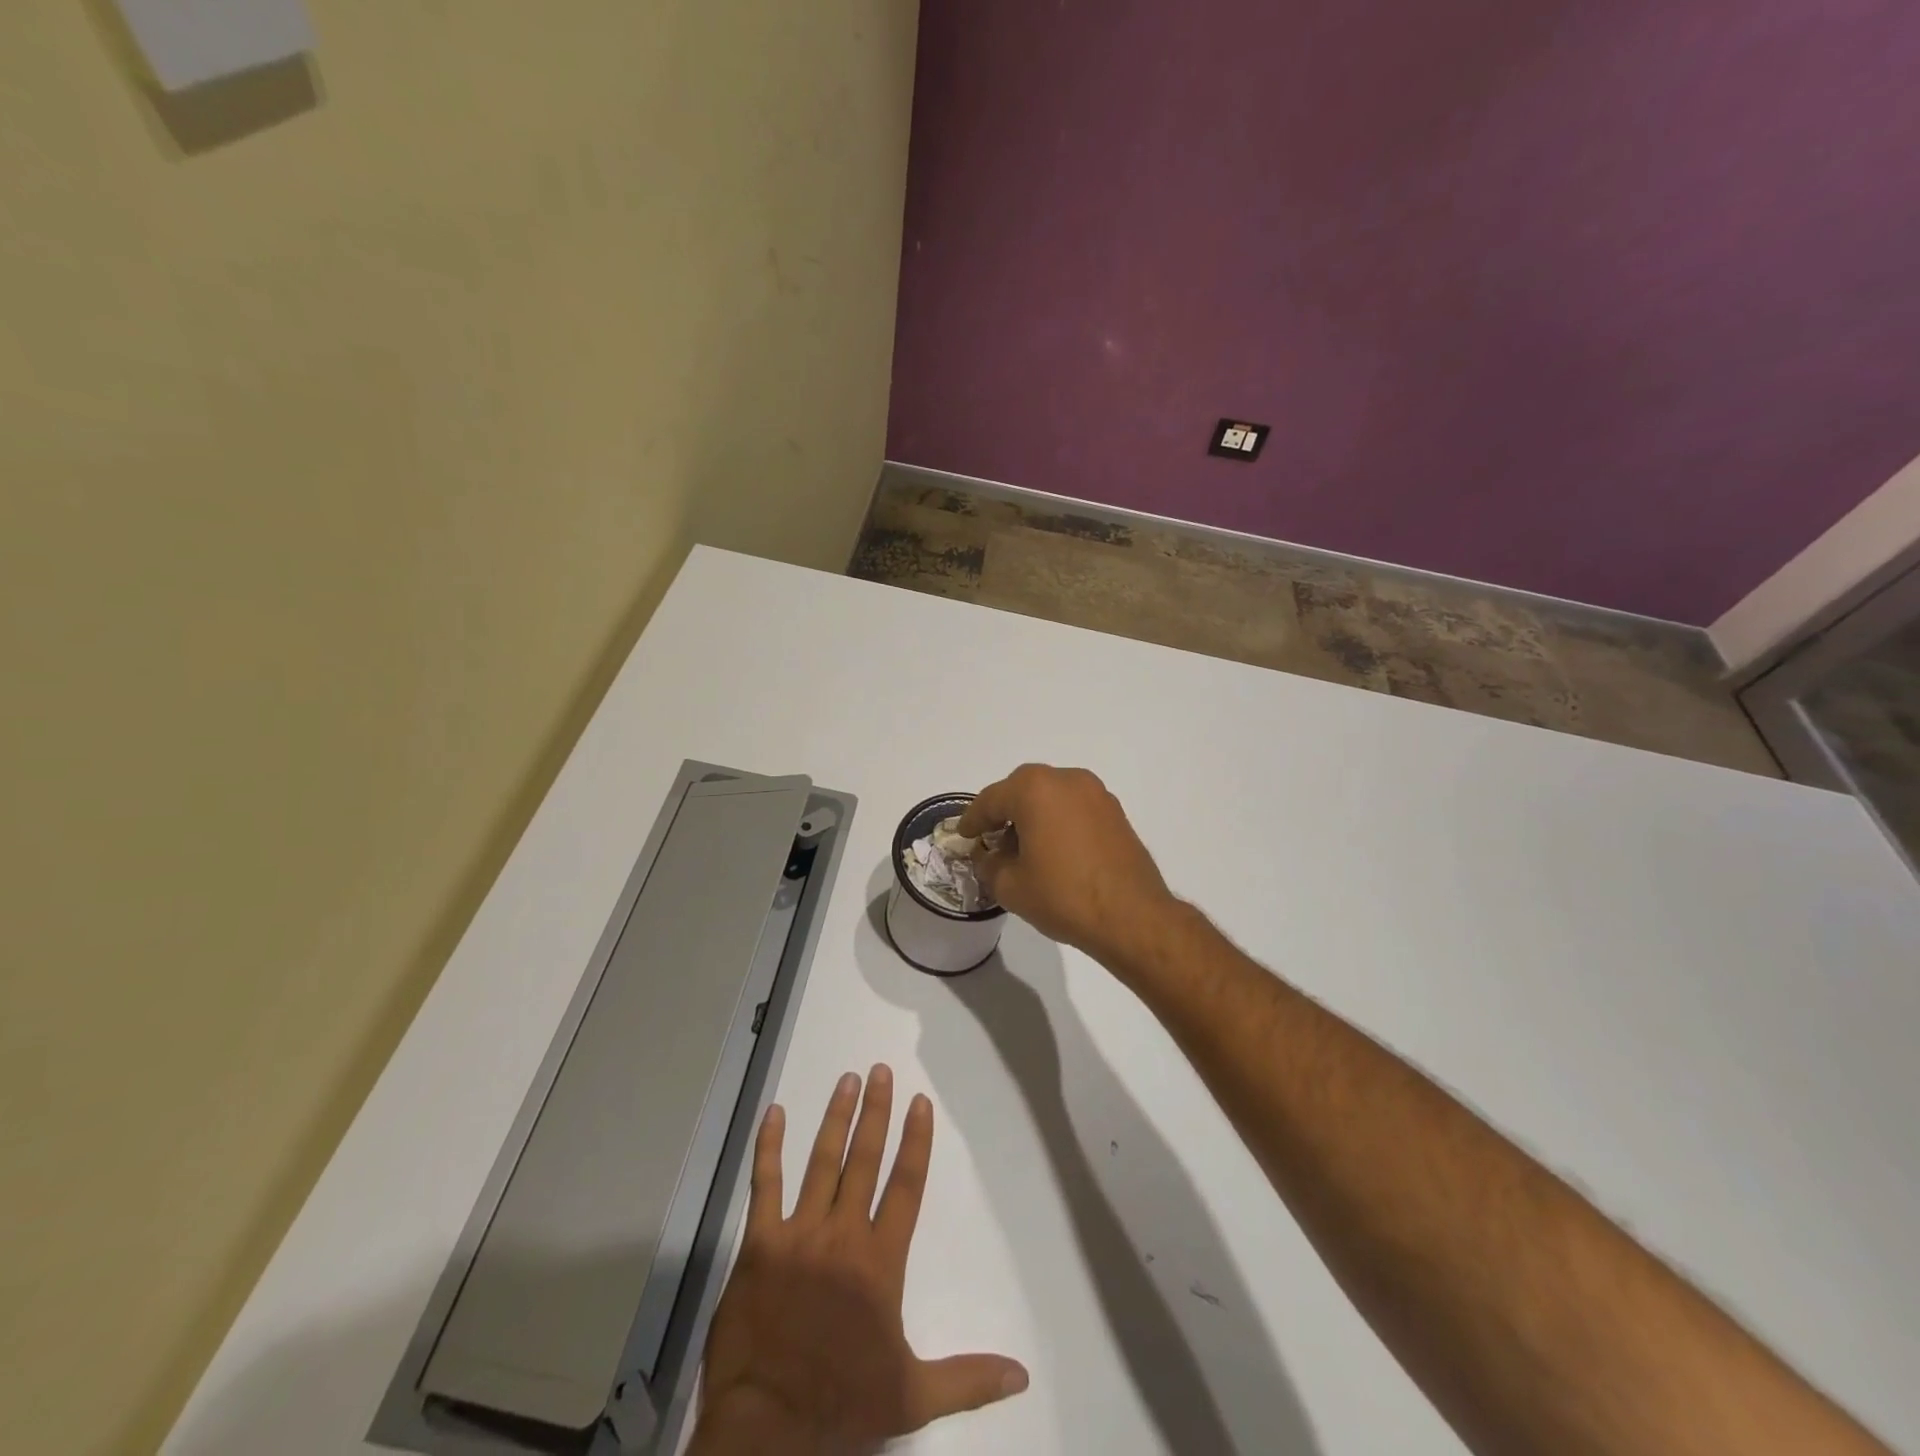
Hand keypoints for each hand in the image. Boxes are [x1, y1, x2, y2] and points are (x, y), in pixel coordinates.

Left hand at [691, 1066, 1028, 1455]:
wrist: (765, 1429)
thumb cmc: (840, 1406)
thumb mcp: (911, 1396)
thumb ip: (967, 1378)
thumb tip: (1022, 1374)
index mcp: (880, 1262)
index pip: (906, 1186)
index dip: (915, 1141)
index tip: (919, 1102)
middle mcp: (843, 1235)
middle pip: (864, 1160)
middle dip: (875, 1112)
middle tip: (880, 1070)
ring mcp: (799, 1234)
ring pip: (821, 1162)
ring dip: (835, 1118)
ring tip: (847, 1080)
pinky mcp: (759, 1244)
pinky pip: (765, 1186)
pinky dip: (768, 1149)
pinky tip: (774, 1114)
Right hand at [958, 765, 1177, 965]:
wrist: (1132, 916)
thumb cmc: (1063, 896)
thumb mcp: (1011, 886)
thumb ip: (989, 865)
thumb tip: (988, 857)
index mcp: (1034, 789)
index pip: (991, 799)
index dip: (973, 819)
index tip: (964, 835)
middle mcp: (1066, 780)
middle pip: (1022, 789)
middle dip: (1004, 811)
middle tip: (991, 838)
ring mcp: (1095, 793)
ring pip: (1051, 795)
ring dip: (1033, 814)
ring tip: (1023, 847)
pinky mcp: (1115, 812)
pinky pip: (1074, 807)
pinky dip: (1058, 820)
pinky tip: (1053, 849)